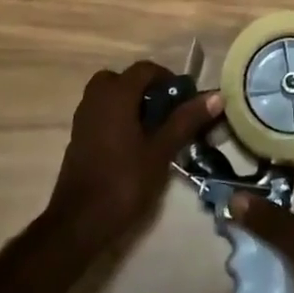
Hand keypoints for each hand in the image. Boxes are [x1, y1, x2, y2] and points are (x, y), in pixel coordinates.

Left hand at [47, 61, 220, 253]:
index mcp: (116, 95)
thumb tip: (216, 96)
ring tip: (151, 128)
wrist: (79, 223)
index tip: (184, 100)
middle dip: (144, 89)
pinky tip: (132, 144)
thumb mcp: (161, 151)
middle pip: (122, 79)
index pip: (145, 69)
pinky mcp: (77, 138)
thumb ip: (186, 120)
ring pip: (109, 96)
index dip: (168, 79)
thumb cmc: (124, 182)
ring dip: (129, 103)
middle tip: (164, 111)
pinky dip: (116, 118)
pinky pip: (100, 113)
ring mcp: (83, 118)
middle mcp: (96, 99)